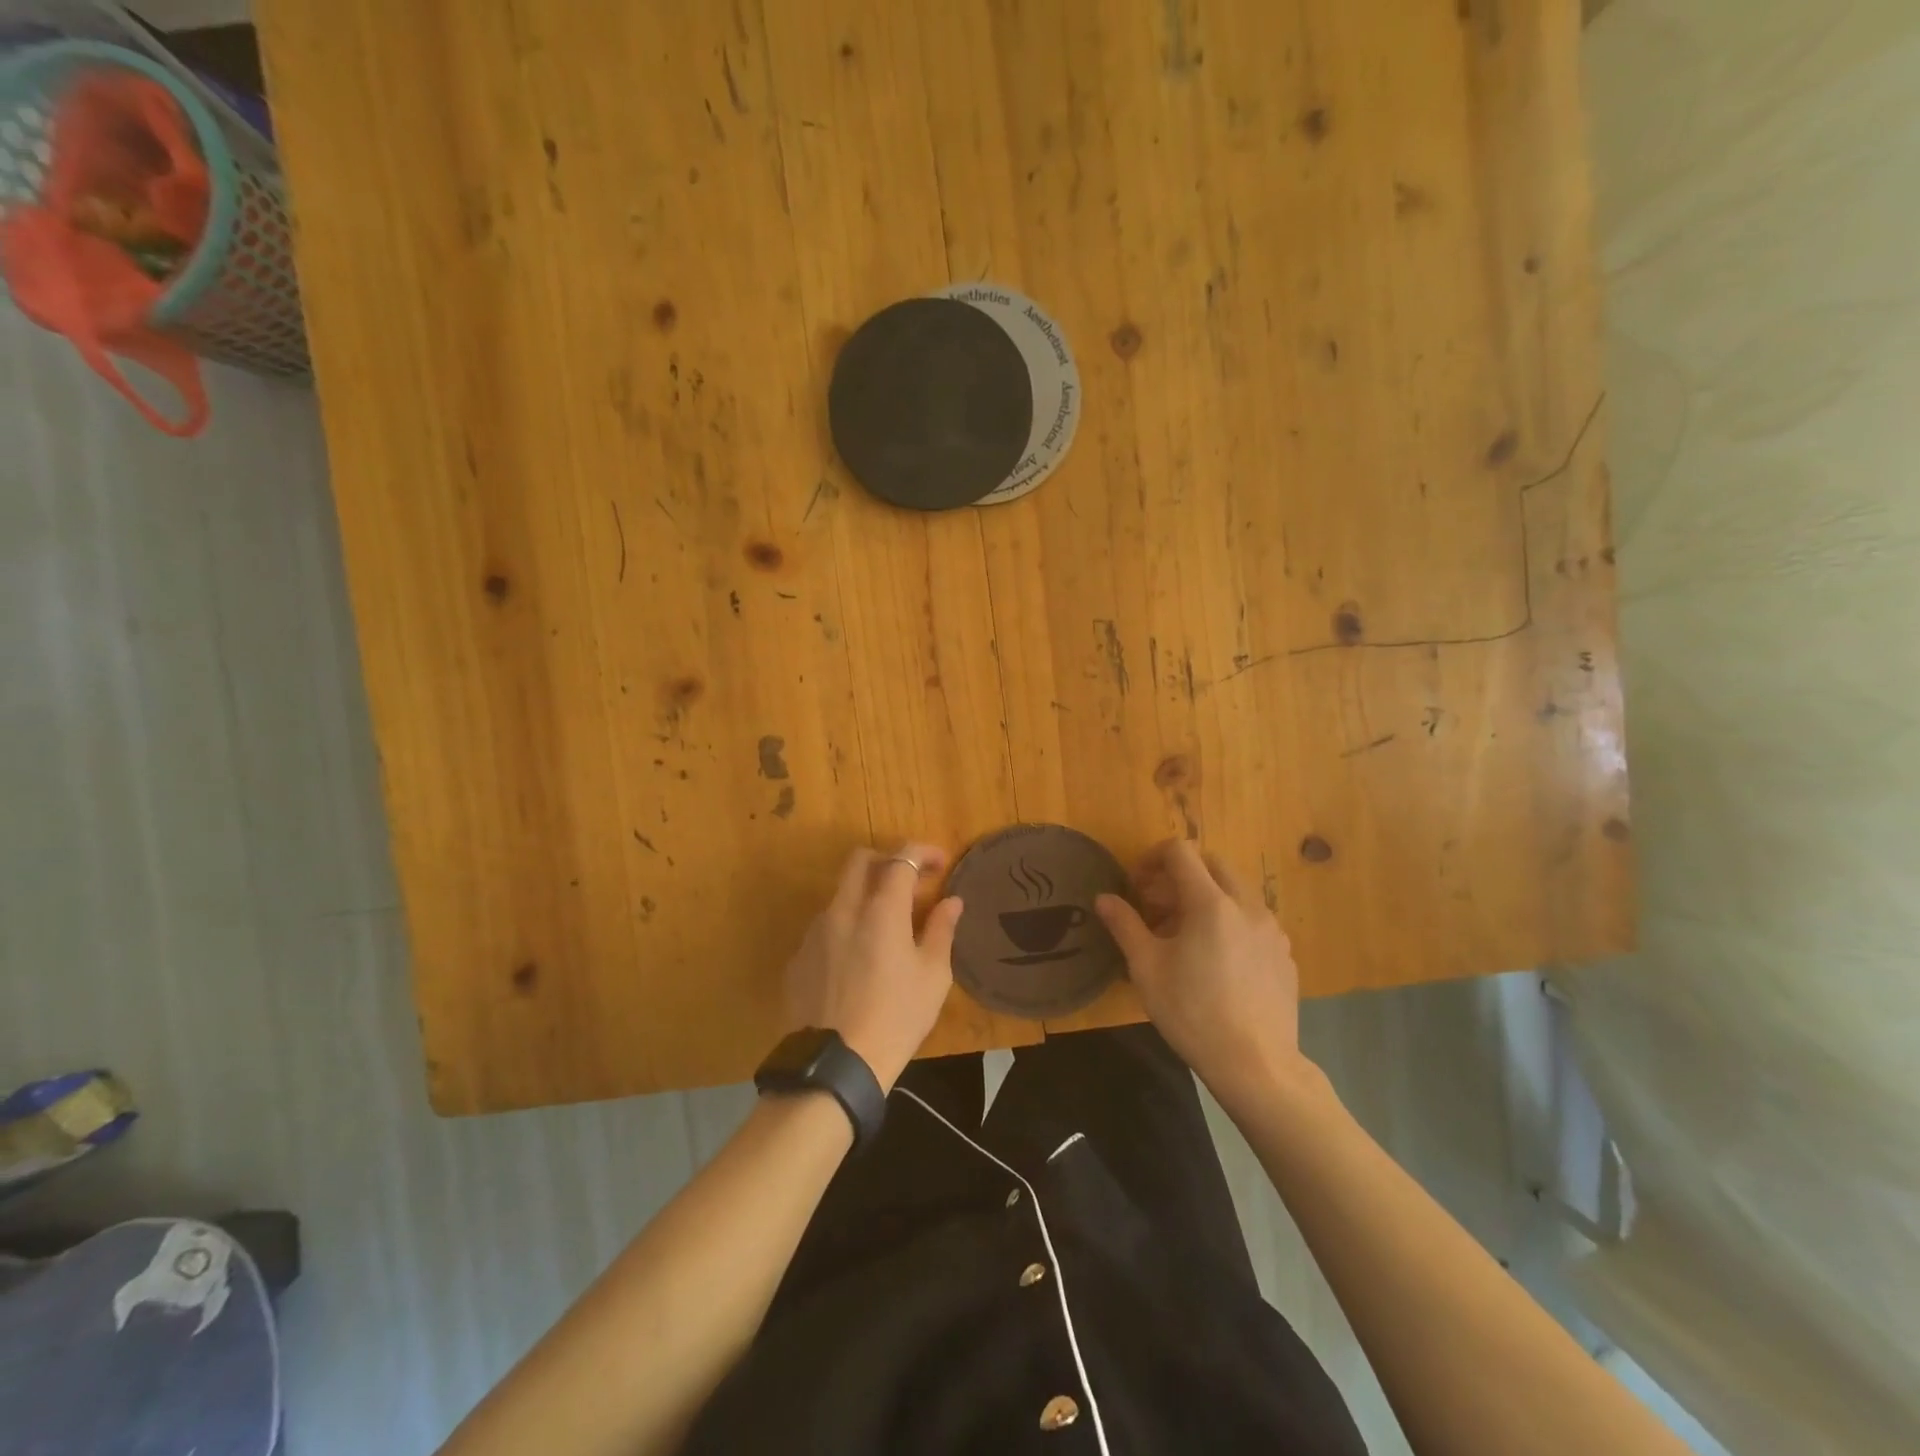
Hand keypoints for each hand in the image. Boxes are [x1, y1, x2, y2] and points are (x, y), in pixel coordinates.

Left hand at [783, 843, 964, 1092]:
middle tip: (909, 882)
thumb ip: (941, 930)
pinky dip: (846, 928)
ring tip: (885, 928)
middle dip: (887, 860)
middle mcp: (843, 910)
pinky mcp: (798, 959)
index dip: (922, 852)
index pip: (901, 858)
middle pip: (860, 861)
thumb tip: (951, 901)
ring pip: (840, 895)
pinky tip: (857, 961)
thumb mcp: (932, 976)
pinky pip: (825, 929)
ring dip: (864, 896)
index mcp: (880, 910)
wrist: (836, 1065)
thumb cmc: (896, 1018)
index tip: (940, 863)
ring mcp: (815, 933)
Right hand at [1095, 839, 1313, 1109]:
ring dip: (1207, 896)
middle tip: (1158, 906)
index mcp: (1210, 903)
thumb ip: (1125, 925)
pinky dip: (1230, 921)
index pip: (1180, 852)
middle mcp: (1246, 905)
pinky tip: (1217, 960)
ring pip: (1236, 891)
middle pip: (1212, 864)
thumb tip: (1104, 898)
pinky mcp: (1285, 953)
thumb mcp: (1146, 968)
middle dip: (1181, 874)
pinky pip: (1254, 919)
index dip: (1152, 858)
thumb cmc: (1193, 1013)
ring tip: (1186, 935)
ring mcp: (1271, 929)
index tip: (1137, 885)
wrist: (1257, 1065)